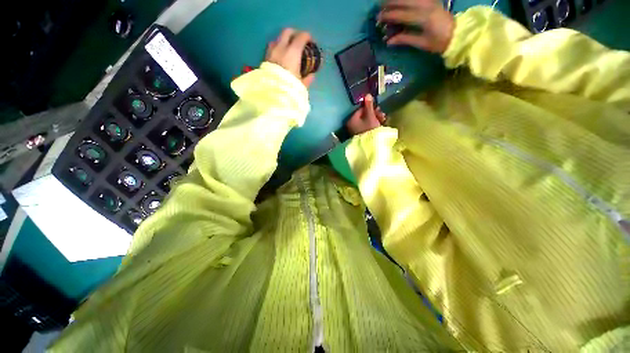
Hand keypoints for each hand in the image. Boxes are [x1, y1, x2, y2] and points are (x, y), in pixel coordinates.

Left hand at [266, 28, 315, 86]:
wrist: (271, 95)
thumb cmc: (289, 88)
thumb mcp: (301, 85)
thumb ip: (307, 79)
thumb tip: (311, 75)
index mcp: (293, 53)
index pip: (301, 37)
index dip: (307, 37)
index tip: (311, 41)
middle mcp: (281, 48)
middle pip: (287, 32)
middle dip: (295, 34)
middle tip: (299, 41)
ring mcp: (271, 52)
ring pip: (277, 39)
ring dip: (284, 40)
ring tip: (288, 49)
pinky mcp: (264, 58)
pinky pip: (271, 47)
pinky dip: (277, 48)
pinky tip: (280, 56)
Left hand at [346, 95, 386, 135]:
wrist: (371, 145)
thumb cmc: (370, 129)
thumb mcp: (370, 116)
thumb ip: (369, 106)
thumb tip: (367, 94)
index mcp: (351, 120)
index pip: (360, 109)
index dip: (370, 108)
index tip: (378, 109)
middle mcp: (351, 125)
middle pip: (363, 115)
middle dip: (374, 114)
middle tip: (382, 116)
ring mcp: (356, 131)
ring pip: (366, 121)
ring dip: (375, 119)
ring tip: (383, 121)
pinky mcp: (361, 135)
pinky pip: (367, 127)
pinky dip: (373, 125)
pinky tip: (380, 125)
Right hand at [379, 0, 454, 53]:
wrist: (458, 33)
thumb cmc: (439, 42)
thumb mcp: (422, 43)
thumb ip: (405, 39)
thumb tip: (388, 41)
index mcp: (423, 18)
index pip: (401, 14)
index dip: (388, 15)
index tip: (378, 18)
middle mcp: (426, 5)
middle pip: (404, 0)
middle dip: (390, 3)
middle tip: (380, 7)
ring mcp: (429, 1)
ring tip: (387, 2)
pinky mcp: (432, 0)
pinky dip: (406, 0)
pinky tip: (401, 2)